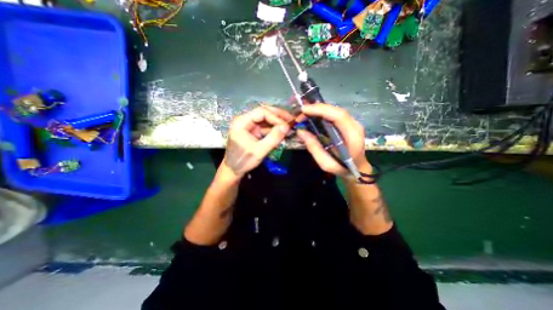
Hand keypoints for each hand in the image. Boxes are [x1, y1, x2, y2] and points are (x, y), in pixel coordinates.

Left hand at [221, 105, 291, 178]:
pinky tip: (282, 133)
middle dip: (279, 117)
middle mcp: (245, 120)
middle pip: (264, 113)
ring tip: (290, 127)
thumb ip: (273, 138)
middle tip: (292, 121)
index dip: (276, 117)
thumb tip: (287, 127)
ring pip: (266, 120)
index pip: (262, 112)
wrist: (233, 170)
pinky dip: (274, 130)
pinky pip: (266, 128)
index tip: (287, 125)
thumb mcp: (259, 151)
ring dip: (278, 123)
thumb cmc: (243, 161)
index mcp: (242, 122)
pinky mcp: (253, 132)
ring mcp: (249, 126)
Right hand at [294, 103, 370, 177]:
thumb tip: (300, 131)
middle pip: (336, 110)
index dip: (321, 110)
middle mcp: (355, 126)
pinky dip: (322, 113)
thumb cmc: (342, 168)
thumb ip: (314, 147)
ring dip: (319, 109)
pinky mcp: (348, 124)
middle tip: (300, 113)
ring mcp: (353, 123)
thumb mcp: (326, 163)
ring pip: (335, 110)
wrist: (358, 169)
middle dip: (316, 108)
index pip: (338, 116)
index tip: (303, 110)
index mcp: (353, 136)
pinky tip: (313, 115)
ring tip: (304, 113)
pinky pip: (334, 114)